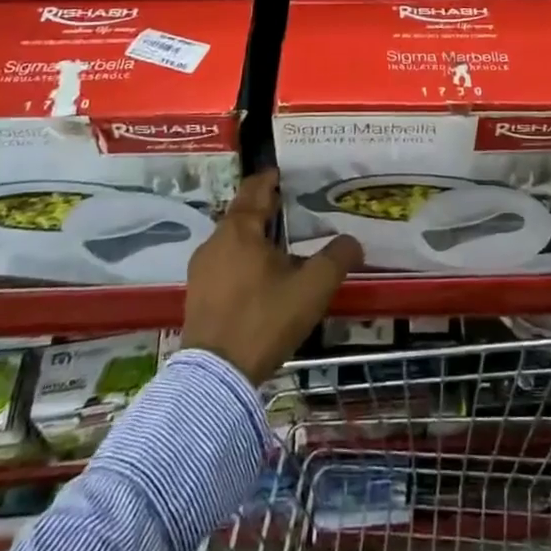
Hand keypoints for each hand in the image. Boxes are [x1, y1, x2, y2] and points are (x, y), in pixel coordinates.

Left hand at [183, 170, 362, 383]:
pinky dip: (244, 259)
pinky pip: (224, 263)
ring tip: (284, 245)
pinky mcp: (197, 295)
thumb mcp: (312, 288)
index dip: (273, 178)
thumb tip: (353, 241)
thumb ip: (337, 258)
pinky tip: (263, 277)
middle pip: (243, 213)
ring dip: (256, 236)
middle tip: (296, 208)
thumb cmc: (264, 319)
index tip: (290, 174)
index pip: (255, 188)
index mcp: (240, 229)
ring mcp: (201, 269)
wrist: (216, 377)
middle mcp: (215, 240)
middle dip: (268, 208)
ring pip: (233, 240)